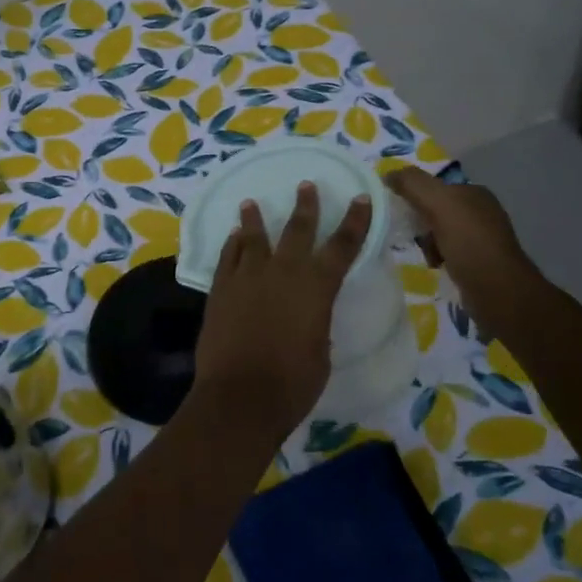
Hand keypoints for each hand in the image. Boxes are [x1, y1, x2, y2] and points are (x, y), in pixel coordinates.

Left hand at [193, 182, 371, 439]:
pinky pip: (228, 257)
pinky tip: (233, 237)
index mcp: (317, 287)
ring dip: (255, 219)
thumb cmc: (293, 383)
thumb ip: (316, 322)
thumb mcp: (320, 351)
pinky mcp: (221, 288)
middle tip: (306, 185)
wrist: (240, 395)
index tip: (361, 198)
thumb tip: (308, 315)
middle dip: (305, 206)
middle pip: (297, 230)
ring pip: (253, 237)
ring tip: (251, 203)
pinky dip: (232, 244)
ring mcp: (248, 277)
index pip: (343, 246)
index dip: (355, 221)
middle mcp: (283, 272)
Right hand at [386, 167, 540, 317]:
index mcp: (475, 193)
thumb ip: (413, 184)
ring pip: (440, 232)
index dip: (415, 195)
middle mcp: (481, 212)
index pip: (436, 186)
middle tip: (412, 234)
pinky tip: (436, 265)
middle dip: (420, 221)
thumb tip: (389, 174)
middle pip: (436, 209)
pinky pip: (448, 252)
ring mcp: (481, 238)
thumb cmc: (470, 243)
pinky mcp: (479, 262)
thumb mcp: (439, 204)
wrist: (499, 291)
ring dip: (427, 242)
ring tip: (427, 254)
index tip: (399, 209)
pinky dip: (438, 257)